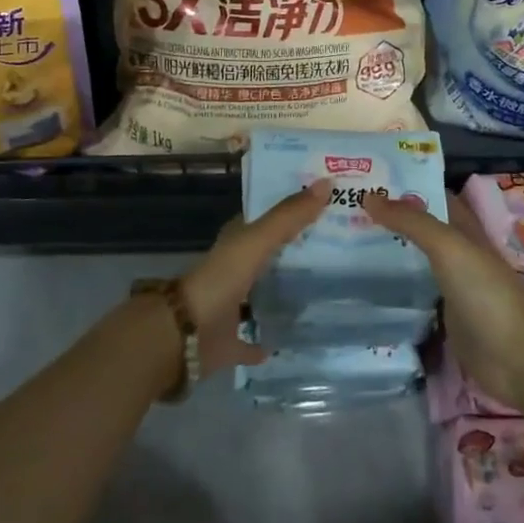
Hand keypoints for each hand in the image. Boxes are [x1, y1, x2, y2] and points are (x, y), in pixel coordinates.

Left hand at [179, 180, 330, 375]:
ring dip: (284, 293)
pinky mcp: (230, 341)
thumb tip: (327, 182)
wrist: (185, 332)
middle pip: (269, 256)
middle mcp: (234, 270)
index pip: (266, 219)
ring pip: (262, 294)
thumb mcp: (258, 240)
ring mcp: (231, 306)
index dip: (292, 210)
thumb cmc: (222, 278)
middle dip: (296, 251)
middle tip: (337, 247)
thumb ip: (289, 215)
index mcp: (237, 242)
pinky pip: (254, 340)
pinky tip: (292, 340)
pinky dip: (268, 340)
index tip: (325, 205)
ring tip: (326, 291)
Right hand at [363, 190, 523, 409]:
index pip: (435, 199)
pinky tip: (364, 293)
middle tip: (347, 214)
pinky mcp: (445, 323)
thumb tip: (369, 196)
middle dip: (391, 224)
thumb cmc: (485, 291)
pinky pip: (414, 302)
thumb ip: (411, 222)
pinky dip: (394, 296)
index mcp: (465, 232)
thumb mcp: (448, 246)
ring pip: (416, 267)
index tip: (370, 181)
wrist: (517, 356)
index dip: (408, 188)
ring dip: (389, 259)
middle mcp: (458, 257)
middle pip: (422, 234)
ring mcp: (452, 291)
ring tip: (346, 249)